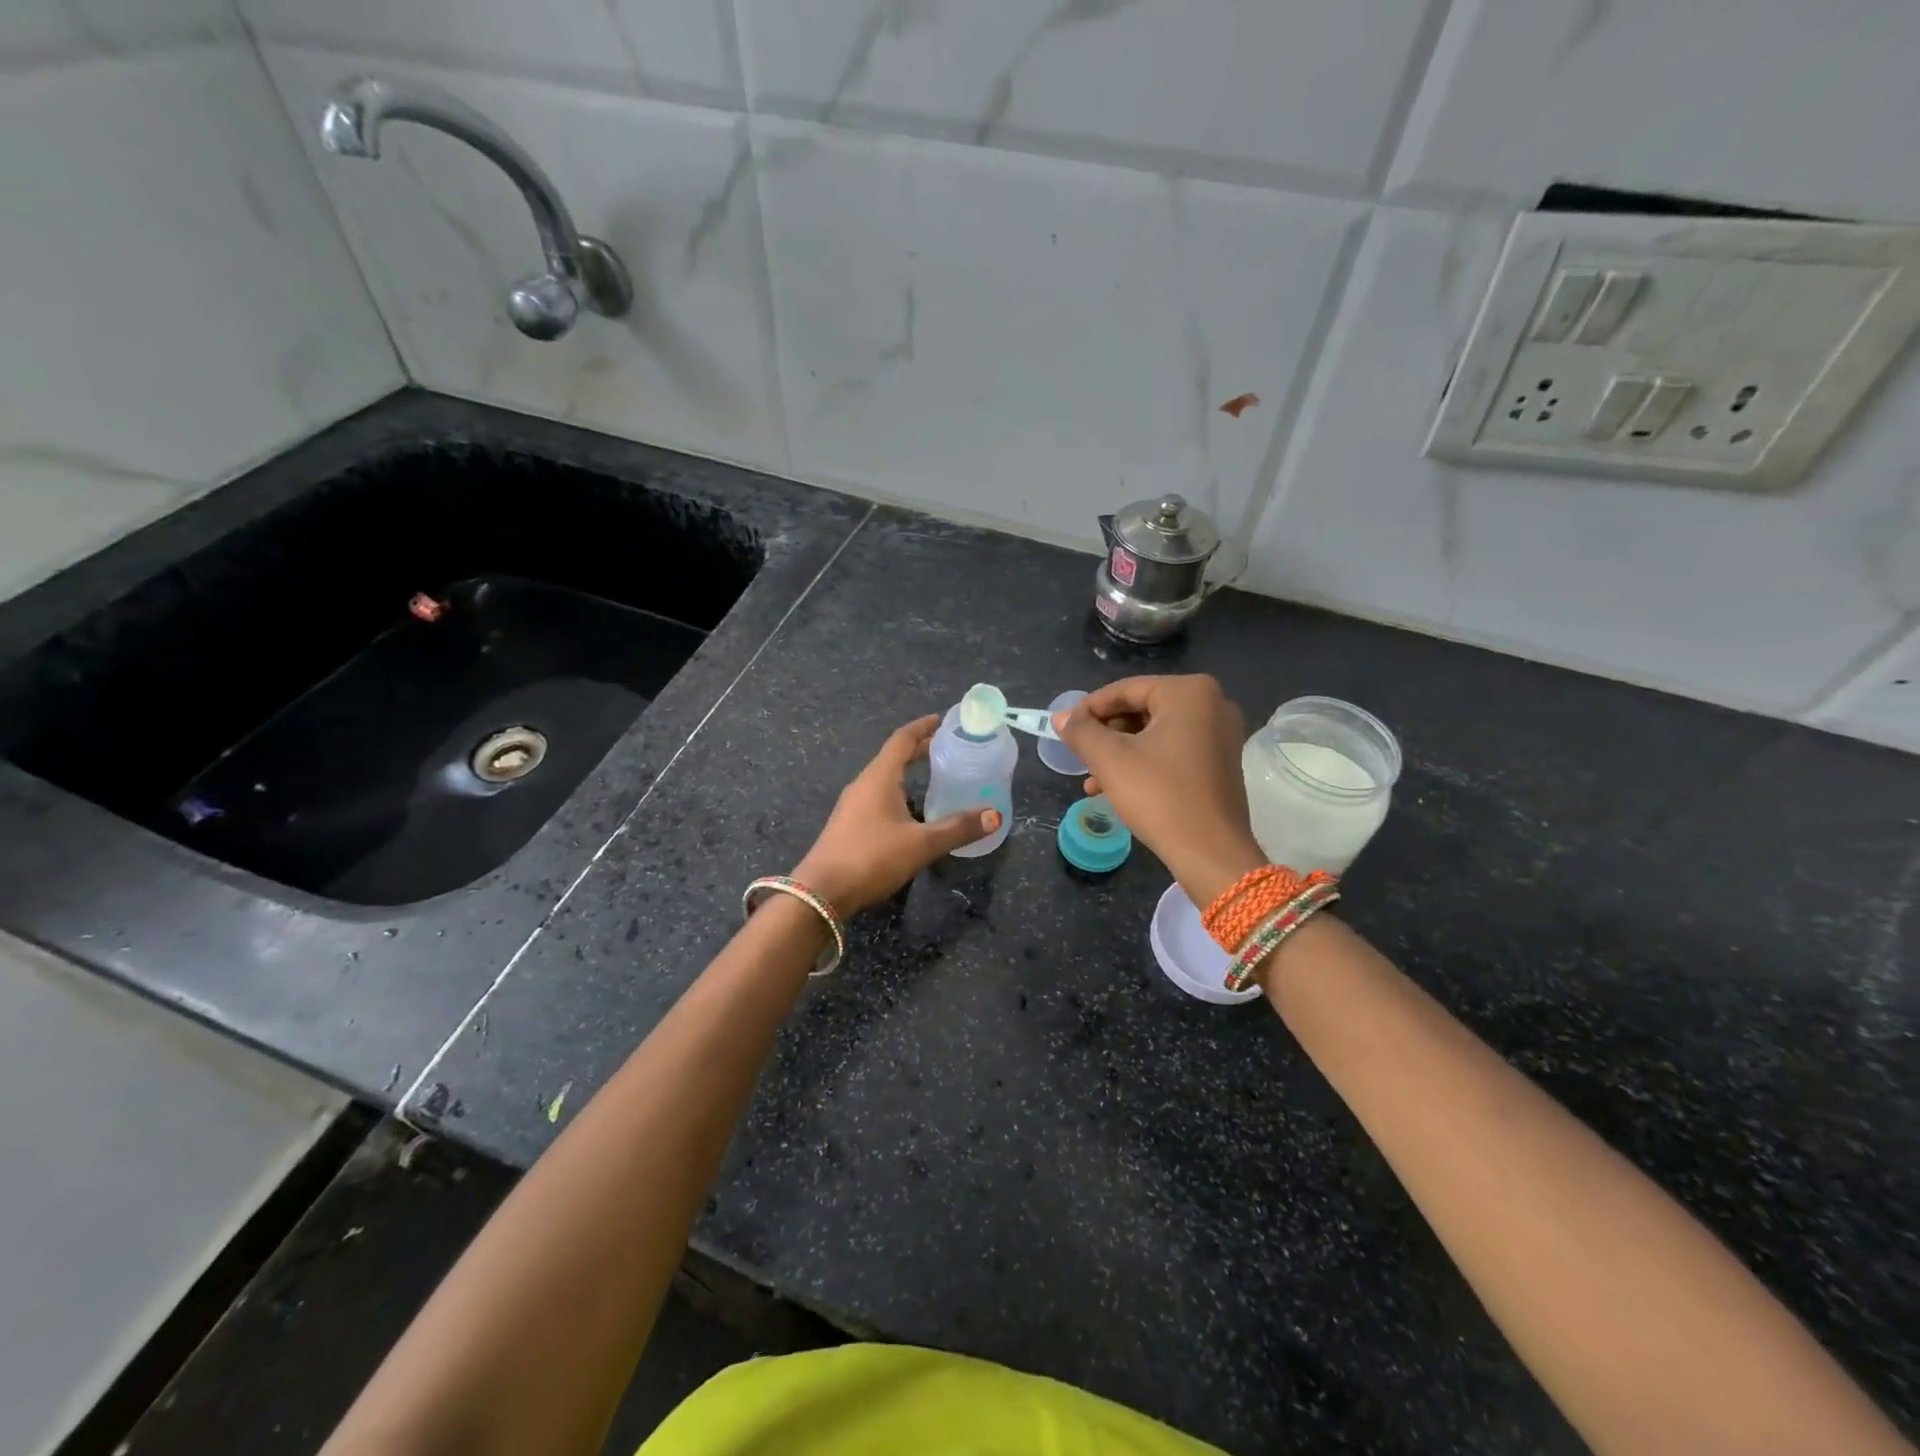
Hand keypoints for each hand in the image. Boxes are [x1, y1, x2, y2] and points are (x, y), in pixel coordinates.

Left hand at [792, 715, 998, 916]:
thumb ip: (958, 829)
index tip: (942, 720)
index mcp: (879, 777)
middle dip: (919, 749)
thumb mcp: (921, 844)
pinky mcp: (849, 825)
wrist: (822, 893)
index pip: (902, 739)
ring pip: (884, 778)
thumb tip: (995, 816)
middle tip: (947, 747)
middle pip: (893, 757)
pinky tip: (912, 811)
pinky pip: (877, 796)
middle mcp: (864, 784)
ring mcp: (853, 805)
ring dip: (907, 772)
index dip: (923, 727)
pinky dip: (898, 792)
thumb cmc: (872, 857)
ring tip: (933, 776)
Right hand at [1054, 674, 1264, 905]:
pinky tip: (1115, 789)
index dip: (1089, 709)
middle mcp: (1212, 705)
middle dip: (1105, 735)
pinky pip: (1172, 751)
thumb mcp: (1110, 760)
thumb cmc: (1160, 796)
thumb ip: (1081, 732)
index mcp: (1189, 693)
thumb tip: (1060, 717)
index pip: (1125, 690)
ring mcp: (1220, 735)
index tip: (1064, 729)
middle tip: (1079, 756)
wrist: (1211, 853)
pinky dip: (1143, 764)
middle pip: (1141, 710)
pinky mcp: (1220, 763)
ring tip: (1091, 781)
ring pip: (1154, 734)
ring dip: (1119, 754)